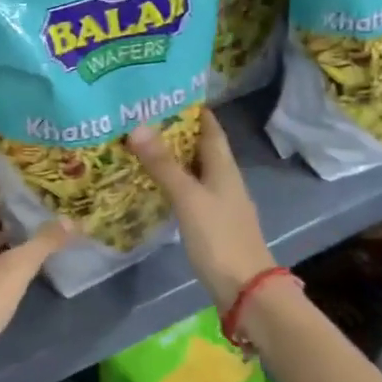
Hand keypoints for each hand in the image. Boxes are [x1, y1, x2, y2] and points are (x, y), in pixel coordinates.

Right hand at [127, 110, 275, 312]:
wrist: (244, 287)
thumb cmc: (219, 237)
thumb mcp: (188, 198)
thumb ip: (163, 165)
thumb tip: (138, 126)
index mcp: (224, 166)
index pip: (210, 127)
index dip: (192, 109)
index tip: (163, 93)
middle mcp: (224, 179)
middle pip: (199, 147)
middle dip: (174, 132)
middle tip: (138, 119)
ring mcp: (219, 202)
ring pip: (193, 170)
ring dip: (171, 158)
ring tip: (138, 147)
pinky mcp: (210, 222)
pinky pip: (189, 192)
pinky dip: (171, 183)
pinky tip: (151, 185)